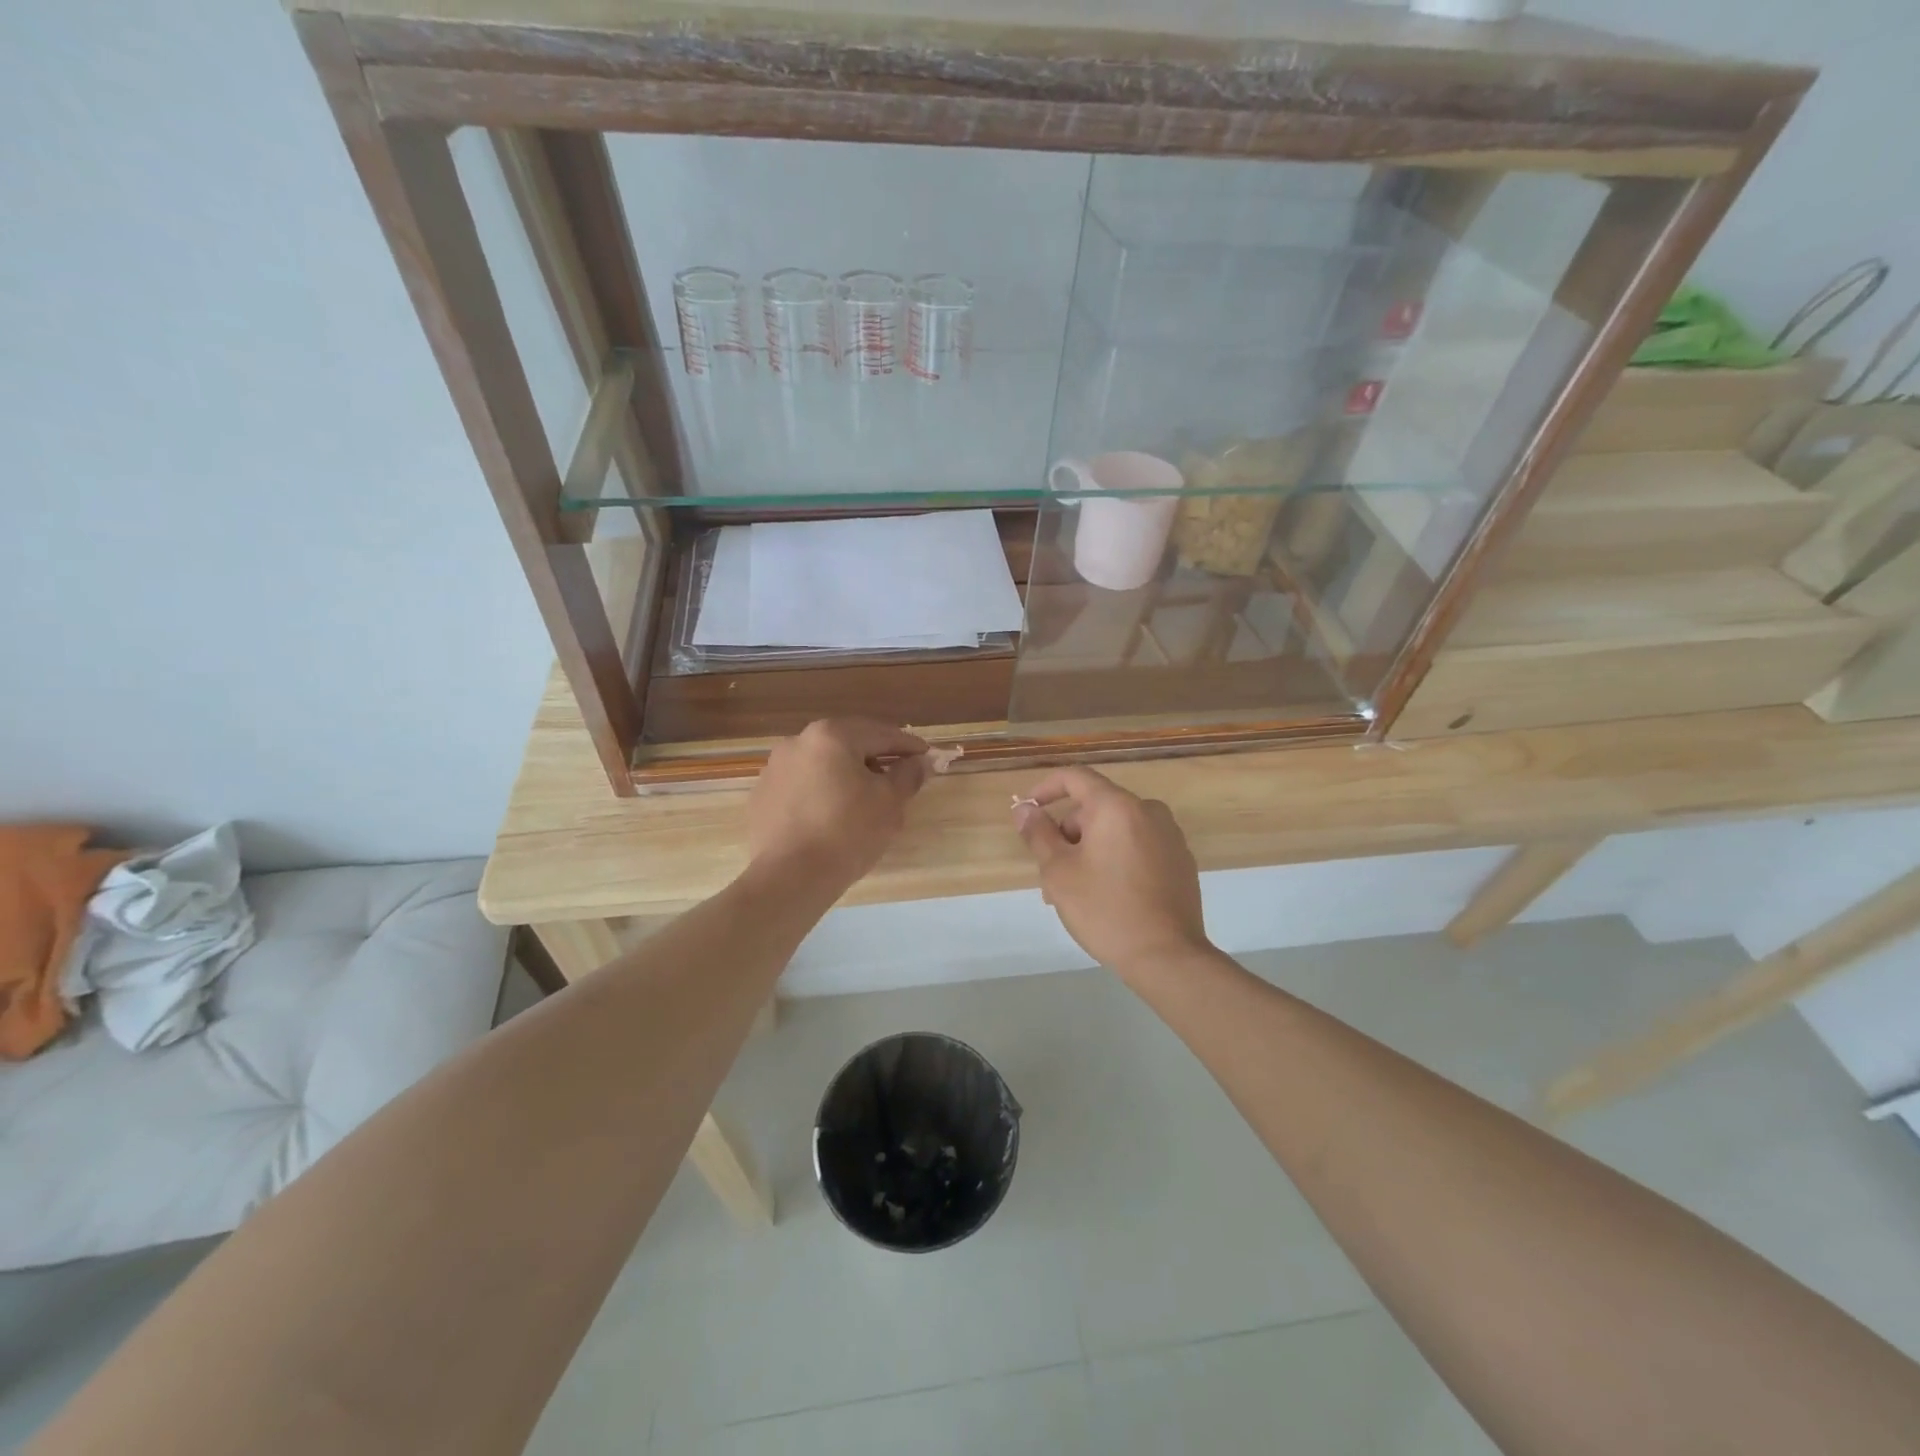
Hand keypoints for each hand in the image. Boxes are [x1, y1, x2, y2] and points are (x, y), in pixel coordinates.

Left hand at [747, 720, 929, 891]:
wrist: (788, 878)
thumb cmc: (847, 833)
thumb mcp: (889, 803)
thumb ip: (908, 775)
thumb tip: (919, 762)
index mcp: (831, 735)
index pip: (881, 734)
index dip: (908, 746)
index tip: (926, 756)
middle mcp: (798, 742)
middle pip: (849, 744)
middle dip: (876, 757)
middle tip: (899, 774)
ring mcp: (775, 769)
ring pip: (823, 764)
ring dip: (847, 774)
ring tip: (867, 798)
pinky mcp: (762, 796)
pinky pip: (803, 785)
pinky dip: (822, 791)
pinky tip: (833, 815)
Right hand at [1013, 767, 1209, 977]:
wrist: (1167, 957)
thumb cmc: (1105, 910)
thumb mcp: (1059, 872)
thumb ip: (1038, 833)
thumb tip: (1024, 808)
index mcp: (1117, 806)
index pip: (1075, 777)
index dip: (1046, 788)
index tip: (1028, 811)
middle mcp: (1148, 811)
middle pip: (1095, 808)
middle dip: (1067, 834)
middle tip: (1049, 874)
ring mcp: (1169, 836)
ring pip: (1115, 830)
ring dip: (1089, 850)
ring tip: (1074, 892)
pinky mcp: (1180, 861)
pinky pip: (1138, 847)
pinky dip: (1115, 859)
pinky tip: (1106, 896)